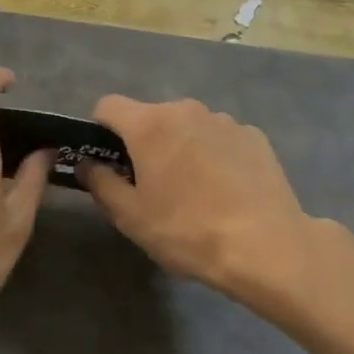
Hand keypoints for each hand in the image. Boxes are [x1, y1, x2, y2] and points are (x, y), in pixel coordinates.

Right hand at [79, 96, 341, 309]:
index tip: (107, 161)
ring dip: (180, 147)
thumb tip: (87, 163)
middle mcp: (186, 110)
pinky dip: (213, 155)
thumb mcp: (130, 216)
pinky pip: (219, 138)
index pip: (108, 106)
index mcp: (149, 124)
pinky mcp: (254, 136)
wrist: (267, 247)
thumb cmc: (187, 231)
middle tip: (150, 185)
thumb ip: (100, 183)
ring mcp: (225, 120)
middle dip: (143, 143)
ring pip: (187, 127)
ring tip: (193, 191)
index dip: (100, 130)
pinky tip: (225, 191)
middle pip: (150, 117)